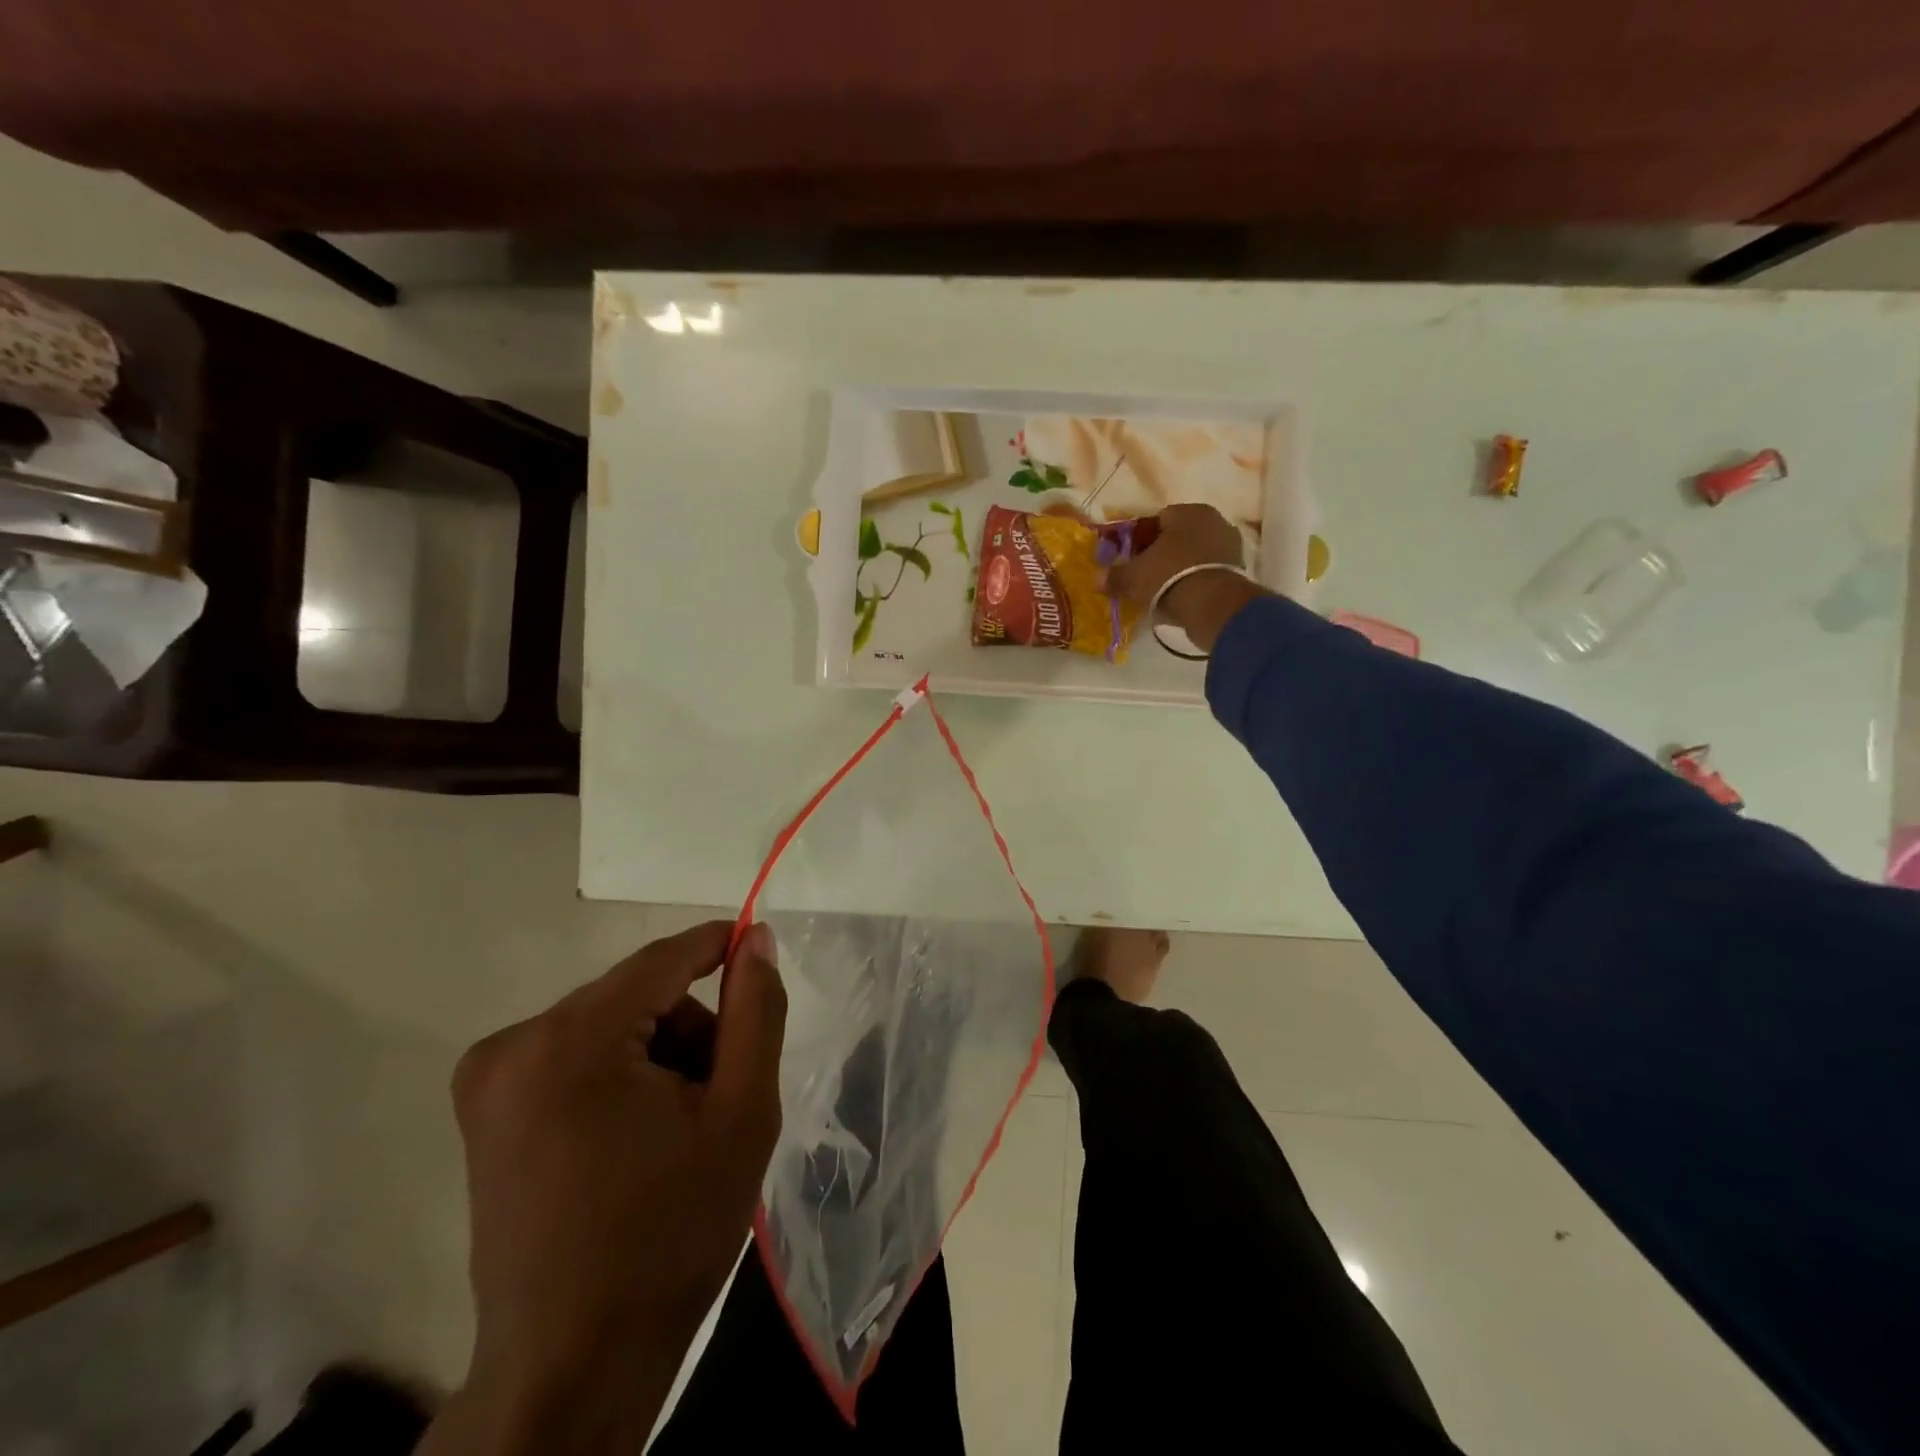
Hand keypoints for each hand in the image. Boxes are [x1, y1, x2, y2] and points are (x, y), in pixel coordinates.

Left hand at [421, 921, 785, 1454]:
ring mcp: (487, 1078)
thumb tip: (755, 938)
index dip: (717, 946)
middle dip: (688, 1030)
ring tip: (680, 1126)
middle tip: (720, 1095)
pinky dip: (619, 1074)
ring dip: (656, 1054)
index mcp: (571, 1042)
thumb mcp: (741, 1113)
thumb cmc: (670, 1234)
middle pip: (635, 995)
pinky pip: (576, 1055)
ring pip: (609, 1023)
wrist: (572, 1365)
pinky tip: (638, 1136)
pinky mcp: (484, 1110)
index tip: (759, 948)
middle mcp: (514, 1044)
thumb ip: (756, 1012)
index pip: (662, 960)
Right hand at [1105, 503, 1268, 653]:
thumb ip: (1114, 576)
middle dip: (1164, 552)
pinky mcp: (1238, 568)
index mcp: (1187, 511)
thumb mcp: (1133, 578)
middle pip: (1180, 535)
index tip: (1133, 558)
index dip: (1142, 539)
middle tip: (1147, 574)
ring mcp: (1229, 544)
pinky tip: (1183, 596)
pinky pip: (1209, 570)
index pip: (1158, 519)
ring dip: (1182, 566)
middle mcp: (1212, 520)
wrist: (1211, 604)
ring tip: (1164, 589)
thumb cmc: (1167, 577)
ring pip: (1196, 552)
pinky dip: (1196, 579)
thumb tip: (1096, 579)